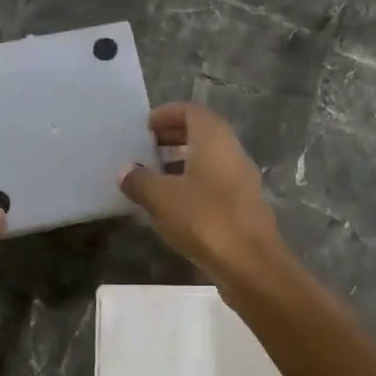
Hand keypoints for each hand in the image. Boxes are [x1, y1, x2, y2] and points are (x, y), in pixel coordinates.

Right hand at [119, 103, 285, 283]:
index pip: (192, 111)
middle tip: (146, 148)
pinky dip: (193, 184)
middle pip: (202, 133)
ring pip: (209, 160)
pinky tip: (173, 205)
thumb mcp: (161, 198)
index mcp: (215, 139)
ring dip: (182, 163)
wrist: (250, 264)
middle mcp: (232, 152)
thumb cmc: (204, 219)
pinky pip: (214, 184)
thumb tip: (125, 171)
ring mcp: (242, 180)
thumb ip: (140, 180)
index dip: (167, 114)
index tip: (145, 125)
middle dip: (173, 137)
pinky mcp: (243, 207)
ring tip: (153, 177)